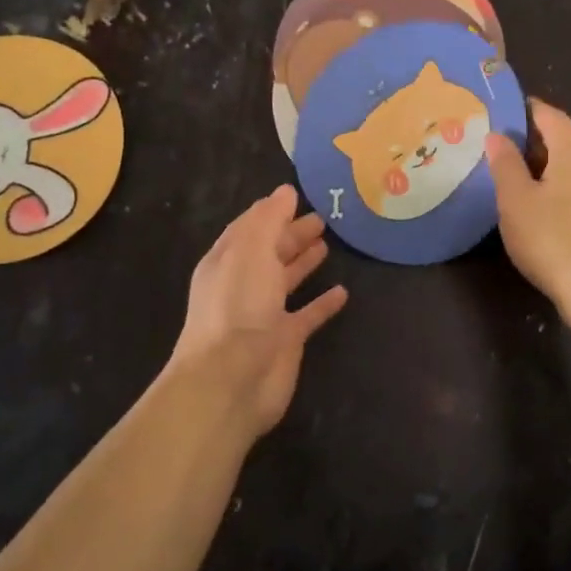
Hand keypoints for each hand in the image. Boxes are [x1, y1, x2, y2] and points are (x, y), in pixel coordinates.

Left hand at [166, 185, 348, 437]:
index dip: (271, 212)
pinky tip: (342, 292)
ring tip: (328, 244)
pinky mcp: (285, 340)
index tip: (297, 196)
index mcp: (228, 261)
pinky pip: (307, 315)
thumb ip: (269, 220)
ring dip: (304, 262)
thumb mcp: (251, 251)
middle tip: (322, 218)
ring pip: (286, 281)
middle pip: (269, 252)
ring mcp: (264, 314)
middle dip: (291, 234)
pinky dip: (322, 303)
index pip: (249, 228)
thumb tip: (285, 191)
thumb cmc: (238, 306)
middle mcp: (243, 284)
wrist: (232, 378)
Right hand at [486, 101, 570, 306]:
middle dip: (535, 141)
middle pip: (564, 137)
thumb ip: (504, 162)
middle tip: (502, 151)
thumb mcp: (514, 198)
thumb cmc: (549, 236)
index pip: (548, 115)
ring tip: (521, 180)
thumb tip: (497, 136)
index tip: (499, 117)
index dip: (523, 112)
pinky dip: (565, 186)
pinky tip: (548, 205)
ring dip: (550, 166)